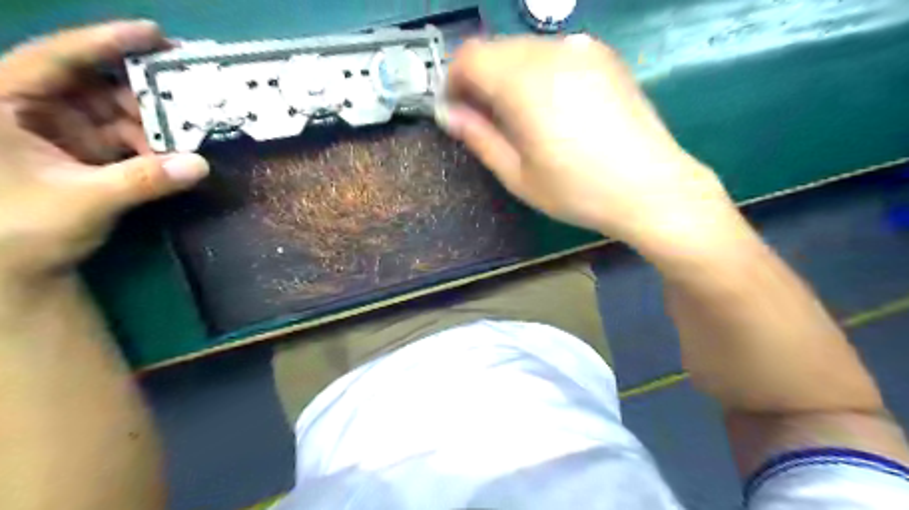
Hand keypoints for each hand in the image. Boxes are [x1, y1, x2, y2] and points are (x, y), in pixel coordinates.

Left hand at [0, 21, 206, 282]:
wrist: (18, 269)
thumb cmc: (22, 230)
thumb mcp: (84, 200)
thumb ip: (143, 180)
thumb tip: (200, 165)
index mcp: (1, 103)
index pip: (57, 59)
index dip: (107, 42)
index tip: (156, 34)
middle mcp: (28, 108)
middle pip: (94, 82)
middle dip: (143, 88)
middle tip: (191, 89)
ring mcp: (57, 130)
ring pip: (114, 110)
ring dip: (153, 121)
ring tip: (190, 129)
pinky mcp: (81, 151)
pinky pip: (123, 136)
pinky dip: (151, 143)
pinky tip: (174, 150)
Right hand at [442, 35, 736, 248]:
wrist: (651, 187)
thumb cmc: (577, 190)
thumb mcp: (517, 175)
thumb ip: (479, 137)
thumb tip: (448, 114)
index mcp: (524, 82)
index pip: (470, 56)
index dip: (454, 81)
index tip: (458, 111)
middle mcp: (552, 52)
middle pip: (496, 48)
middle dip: (480, 78)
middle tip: (486, 119)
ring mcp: (582, 49)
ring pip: (525, 48)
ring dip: (509, 75)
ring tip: (521, 117)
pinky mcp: (604, 56)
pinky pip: (555, 53)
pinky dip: (538, 71)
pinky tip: (553, 107)